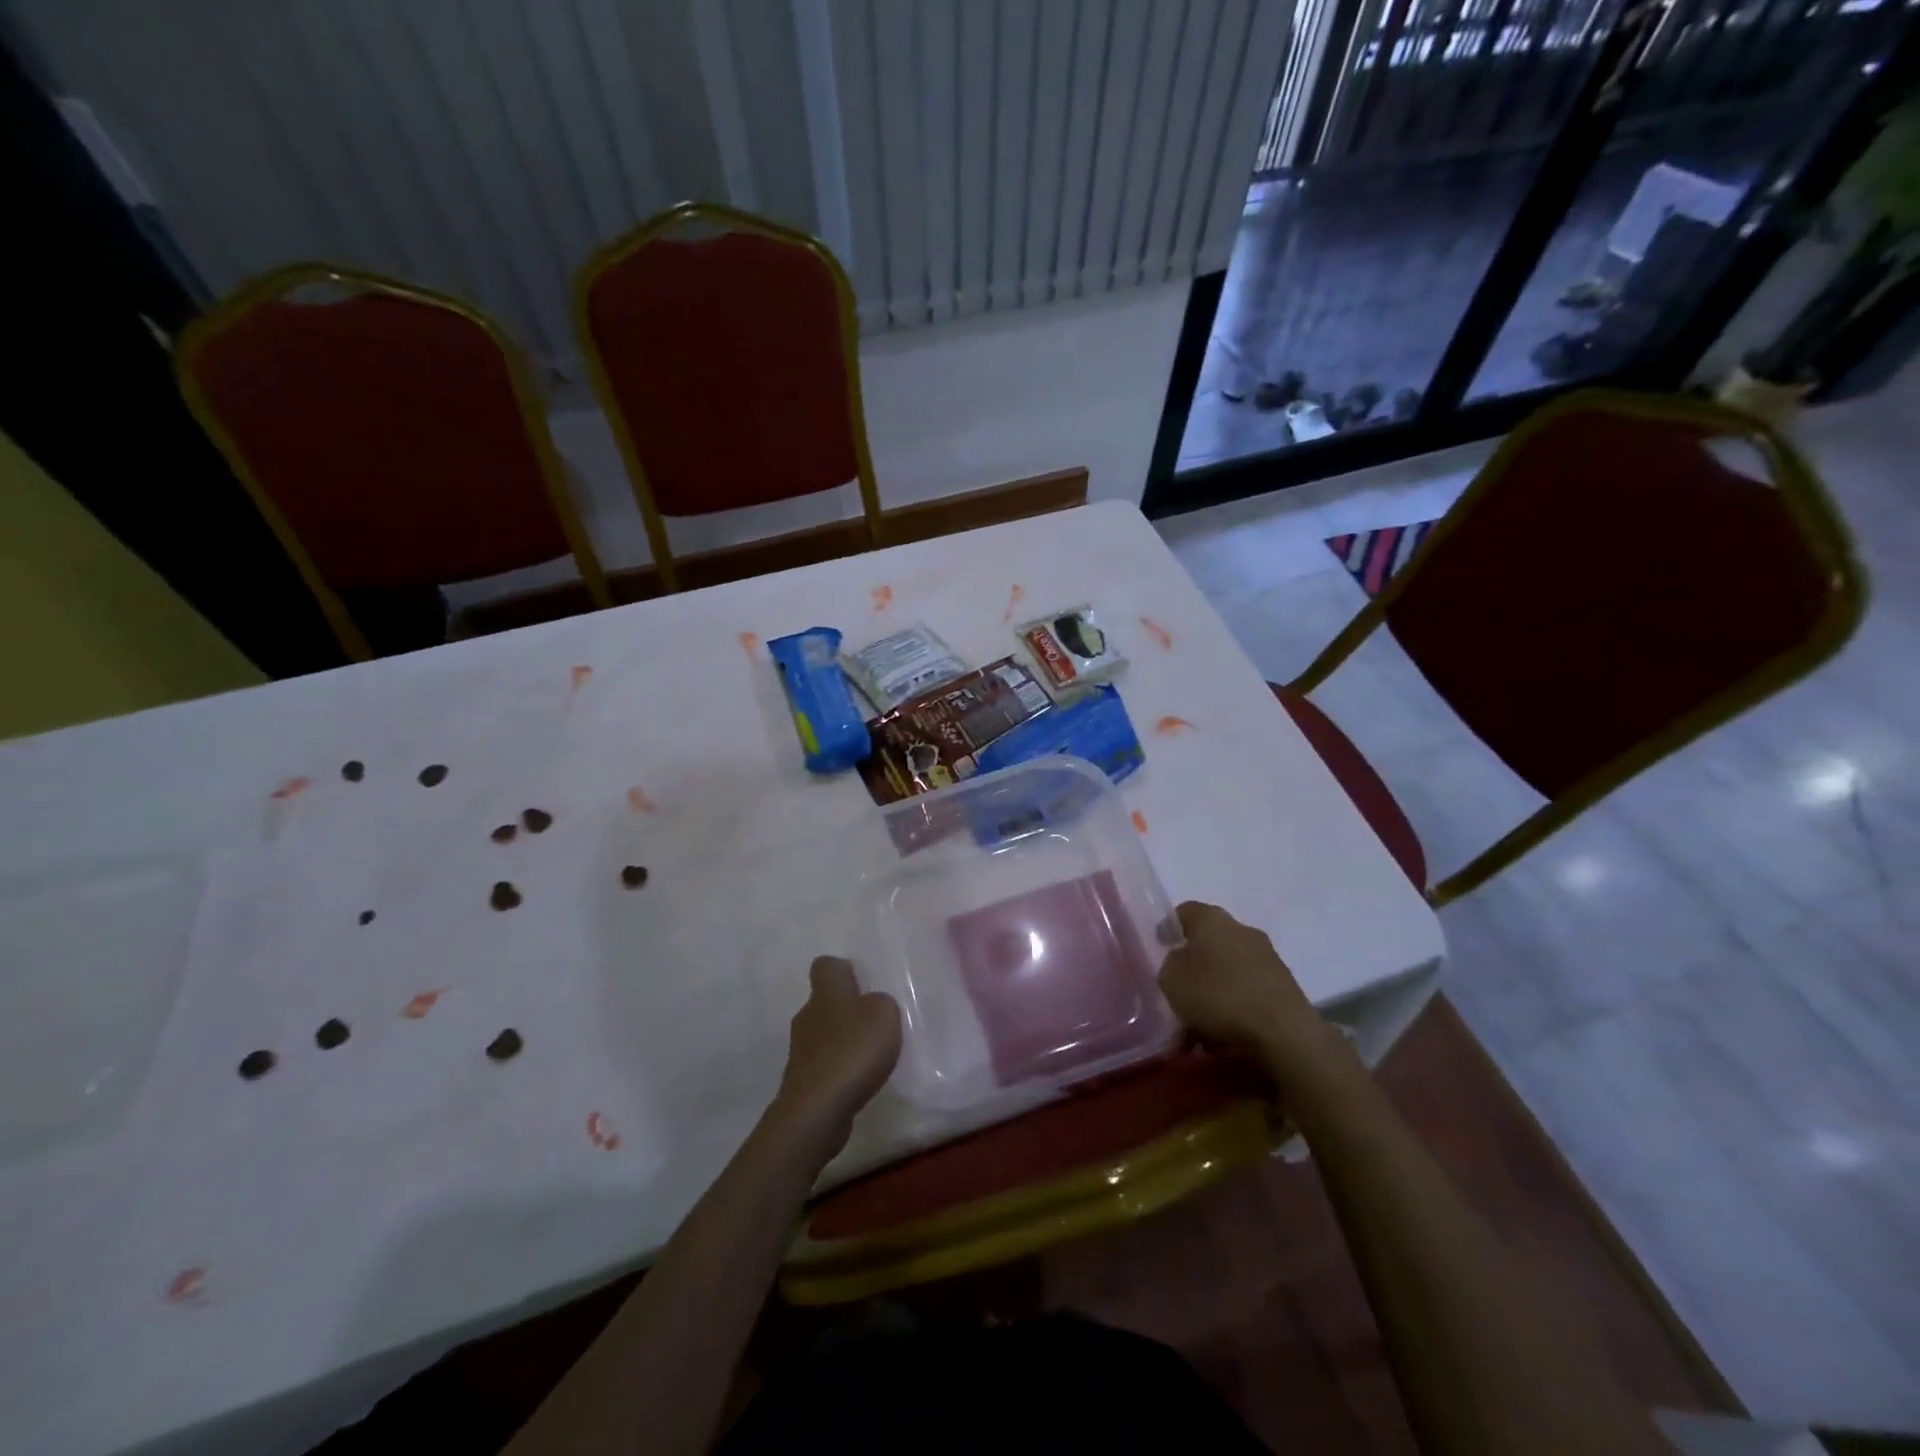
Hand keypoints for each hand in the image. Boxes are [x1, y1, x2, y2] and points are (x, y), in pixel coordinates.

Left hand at [769, 957, 901, 1156]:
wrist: (816, 1111)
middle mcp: (808, 1015)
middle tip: (875, 1022)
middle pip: (825, 1001)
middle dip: (847, 1009)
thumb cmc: (852, 1052)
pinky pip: (824, 1064)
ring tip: (871, 1055)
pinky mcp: (802, 1080)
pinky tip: (858, 1081)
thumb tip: (871, 1006)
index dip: (843, 970)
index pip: (826, 965)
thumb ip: (881, 1004)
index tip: (863, 982)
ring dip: (844, 1040)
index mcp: (826, 992)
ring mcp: (801, 1049)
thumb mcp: (884, 1015)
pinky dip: (839, 1068)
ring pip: (824, 1033)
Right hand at [1158, 902, 1341, 1076]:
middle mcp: (1242, 930)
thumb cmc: (1218, 995)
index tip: (1159, 948)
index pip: (1184, 911)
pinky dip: (1234, 1007)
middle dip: (1194, 964)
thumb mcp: (1171, 979)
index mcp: (1212, 919)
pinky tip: (1223, 1034)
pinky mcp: (1284, 988)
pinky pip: (1248, 992)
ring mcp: (1268, 958)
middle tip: (1178, 990)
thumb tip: (1181, 962)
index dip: (1168, 928)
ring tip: (1199, 1022)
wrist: (1284, 1033)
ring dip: (1214, 989)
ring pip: (1229, 970)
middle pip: (1209, 942)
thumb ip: (1170, 965)